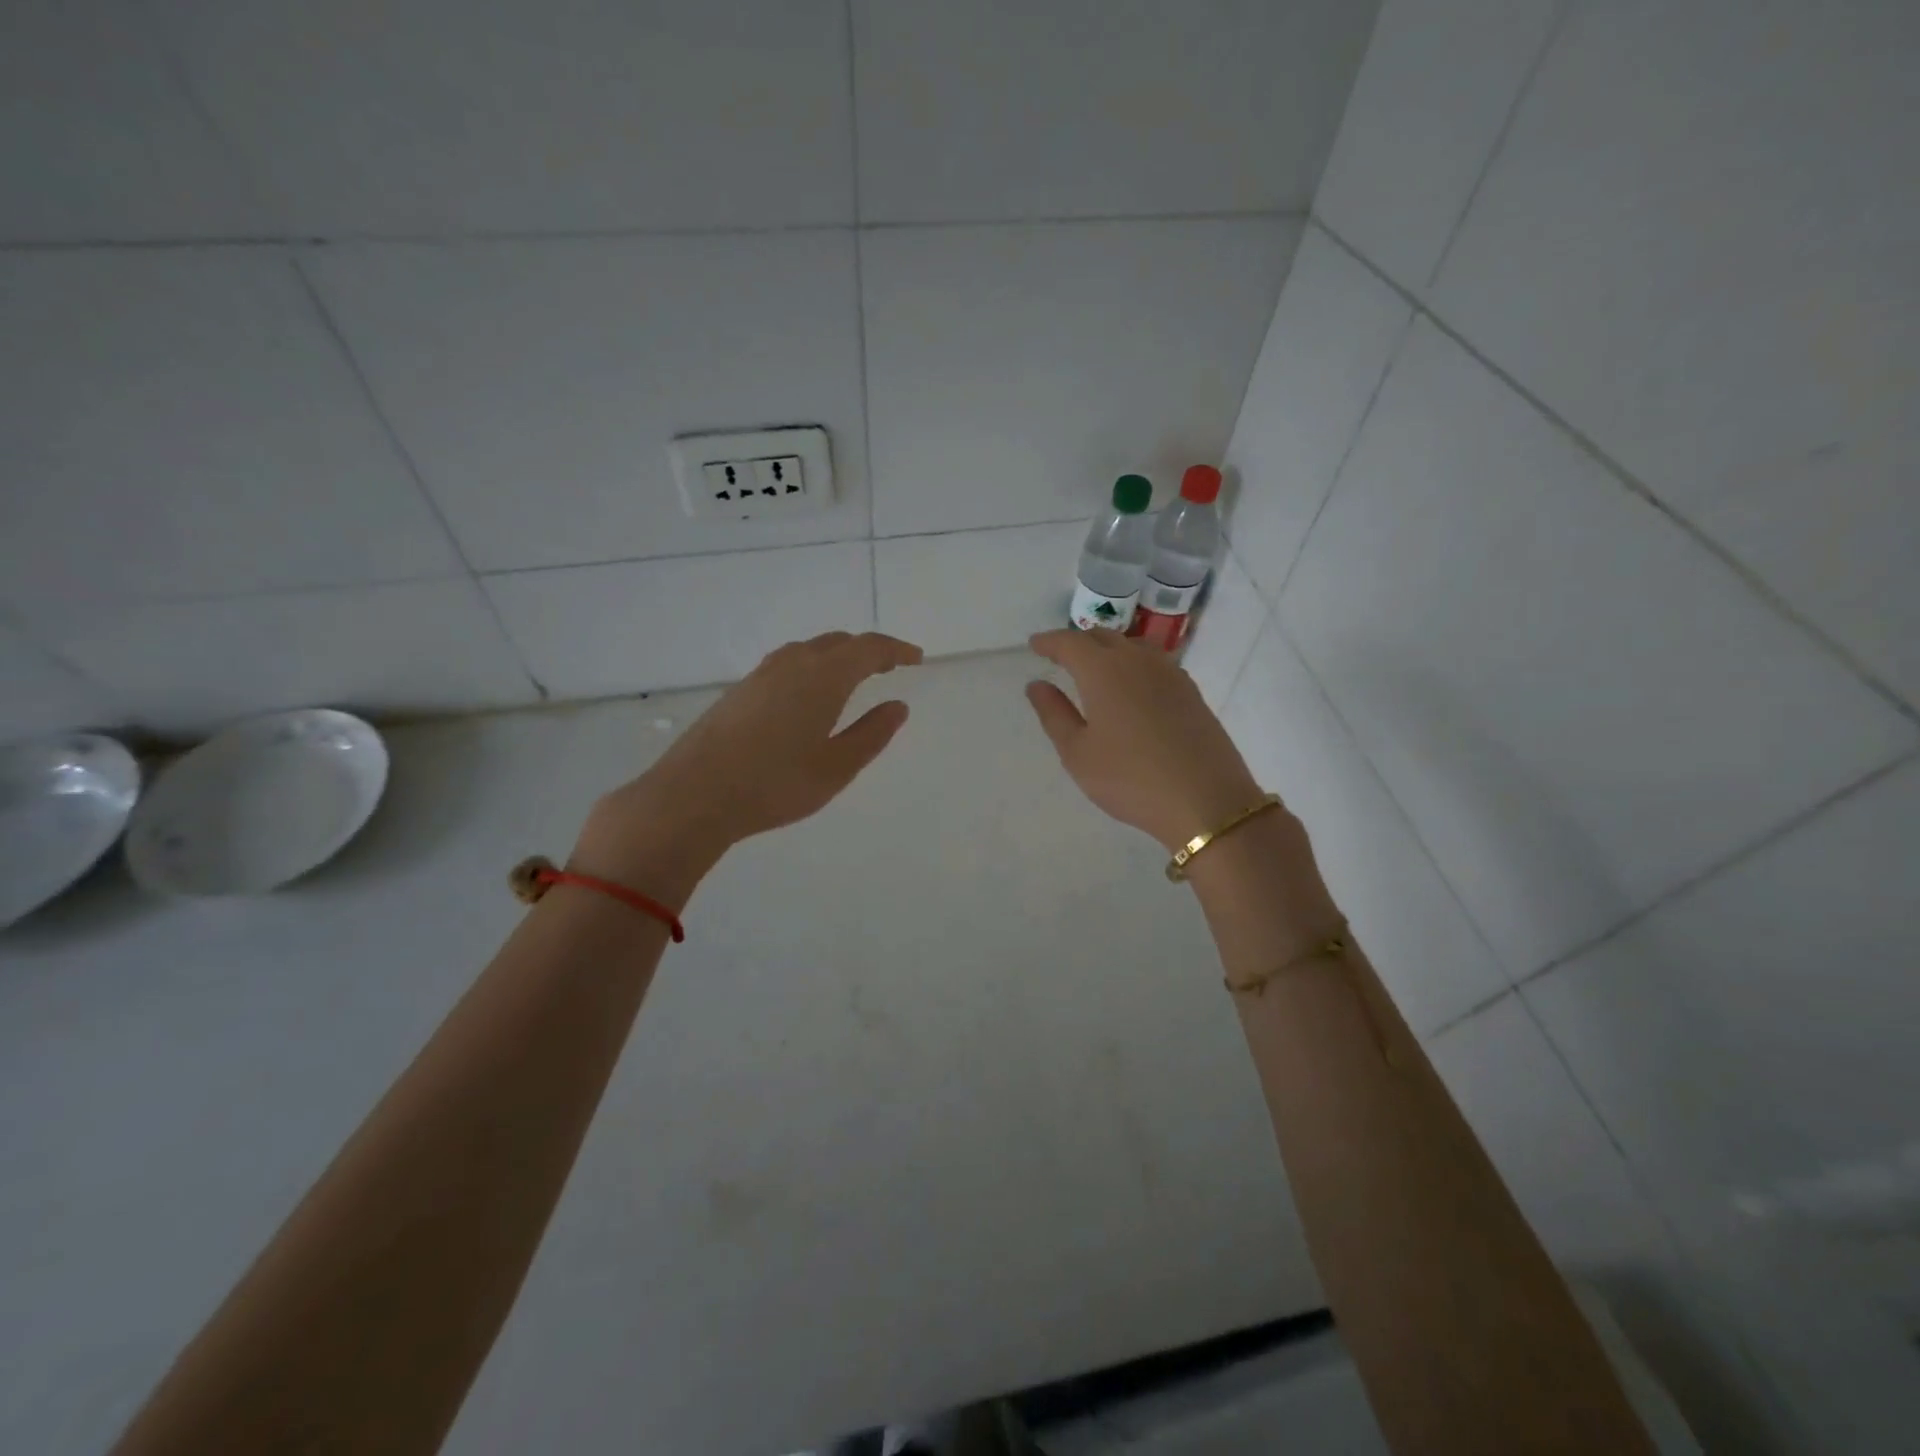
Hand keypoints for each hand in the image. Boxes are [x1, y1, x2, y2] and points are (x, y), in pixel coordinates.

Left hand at [573, 631, 923, 885]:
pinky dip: (811, 668)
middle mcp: (793, 663)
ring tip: (852, 679)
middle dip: (867, 651)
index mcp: (823, 676)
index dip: (895, 649)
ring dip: (837, 657)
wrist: (694, 794)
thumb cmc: (775, 784)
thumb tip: (898, 706)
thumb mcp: (836, 767)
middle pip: (838, 642)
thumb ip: (872, 734)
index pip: (868, 648)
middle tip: (888, 668)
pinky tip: (808, 696)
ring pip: (809, 650)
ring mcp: (761, 674)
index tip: (915, 658)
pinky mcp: (739, 690)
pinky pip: (787, 664)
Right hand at [1025, 629, 1265, 850]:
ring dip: (1108, 649)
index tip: (1034, 644)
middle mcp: (1137, 660)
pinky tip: (1131, 686)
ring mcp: (1170, 673)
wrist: (1206, 800)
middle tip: (1060, 656)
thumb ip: (1054, 714)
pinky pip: (1153, 663)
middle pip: (1103, 637)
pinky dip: (1133, 664)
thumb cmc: (1129, 778)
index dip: (1049, 642)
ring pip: (1132, 646)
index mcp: (1103, 670)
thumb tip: (1037, 685)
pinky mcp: (1191, 691)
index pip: (1070, 643)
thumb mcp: (1078, 753)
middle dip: (1078, 642)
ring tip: (1095, 668)